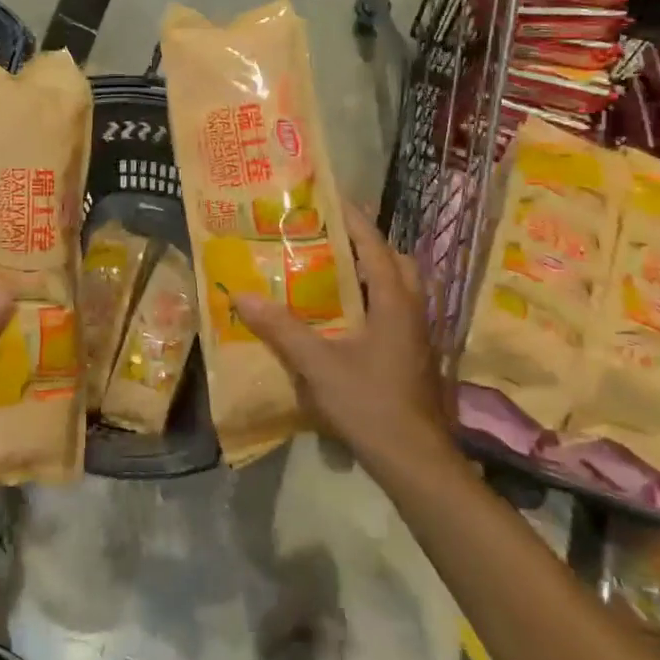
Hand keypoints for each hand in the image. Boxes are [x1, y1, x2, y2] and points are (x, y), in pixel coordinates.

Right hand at [233, 201, 453, 470]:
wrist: (416, 462)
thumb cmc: (371, 404)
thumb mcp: (319, 364)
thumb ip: (282, 329)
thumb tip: (241, 296)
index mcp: (395, 301)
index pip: (374, 246)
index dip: (353, 219)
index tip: (329, 197)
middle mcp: (413, 311)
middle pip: (395, 263)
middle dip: (366, 245)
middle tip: (328, 238)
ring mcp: (417, 336)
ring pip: (397, 289)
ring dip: (370, 274)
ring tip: (331, 272)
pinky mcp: (413, 357)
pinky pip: (392, 312)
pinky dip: (371, 301)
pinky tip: (342, 318)